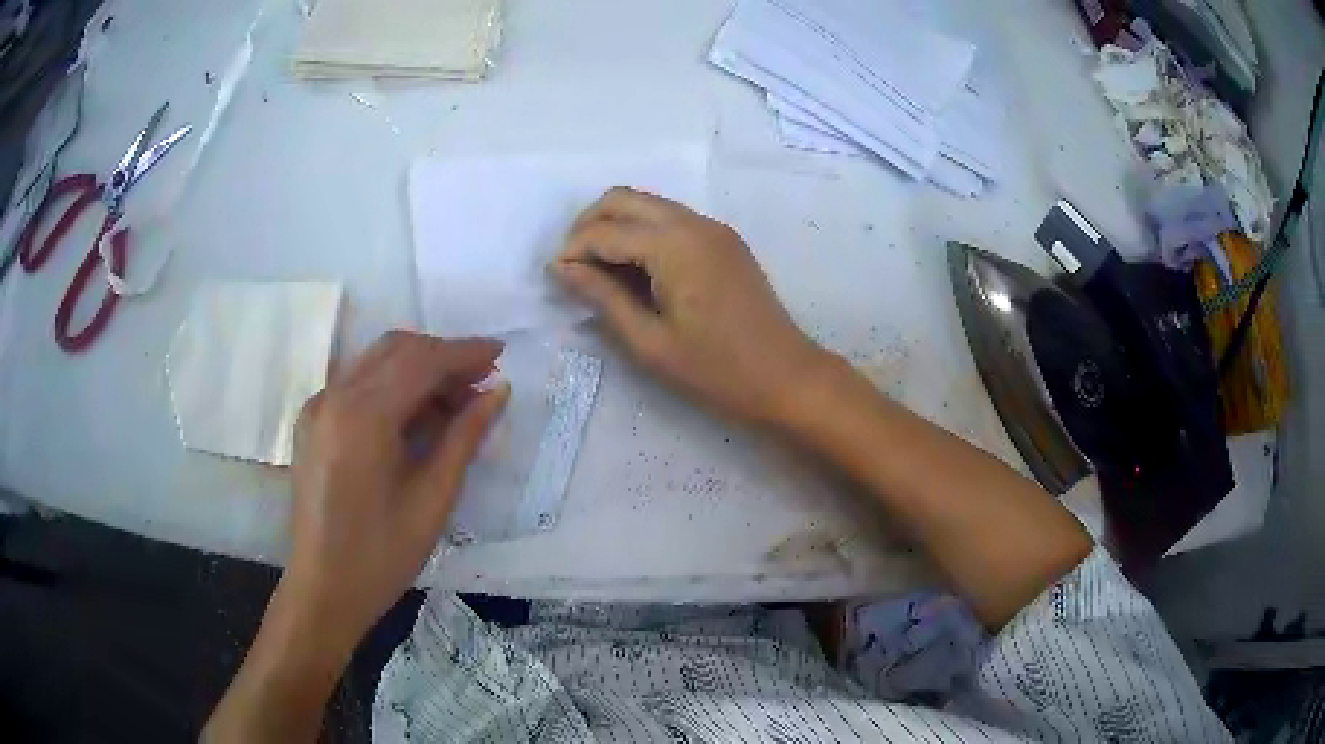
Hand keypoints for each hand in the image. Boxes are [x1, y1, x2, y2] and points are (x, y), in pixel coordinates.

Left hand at [284, 332, 509, 645]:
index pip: (420, 361)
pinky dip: (392, 387)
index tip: (500, 354)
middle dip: (442, 356)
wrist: (323, 589)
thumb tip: (497, 393)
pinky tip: (416, 417)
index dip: (463, 352)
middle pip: (395, 350)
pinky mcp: (313, 422)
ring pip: (375, 363)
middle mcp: (334, 397)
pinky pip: (357, 385)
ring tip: (456, 402)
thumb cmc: (381, 555)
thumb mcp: (432, 499)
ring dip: (418, 370)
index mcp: (362, 416)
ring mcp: (318, 407)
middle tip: (481, 381)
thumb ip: (464, 437)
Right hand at [552, 187, 827, 425]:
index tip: (556, 278)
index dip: (573, 250)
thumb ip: (603, 297)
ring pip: (647, 204)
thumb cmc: (716, 370)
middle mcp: (693, 222)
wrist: (786, 377)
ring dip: (616, 226)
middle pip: (623, 198)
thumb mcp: (649, 342)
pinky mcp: (723, 240)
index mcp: (674, 244)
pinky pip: (671, 220)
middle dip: (589, 225)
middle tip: (574, 267)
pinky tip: (635, 271)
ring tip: (599, 272)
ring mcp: (712, 228)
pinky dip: (643, 233)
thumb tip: (564, 268)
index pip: (605, 230)